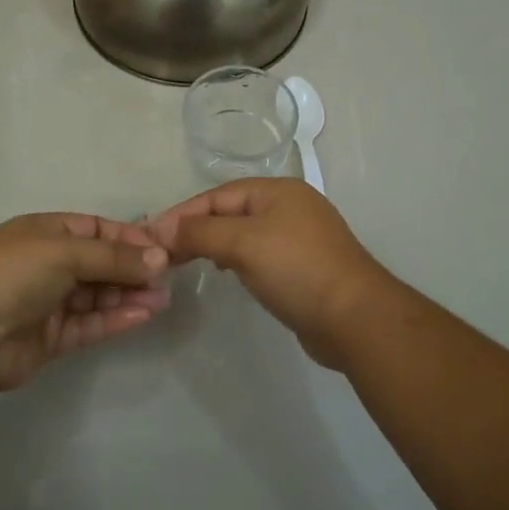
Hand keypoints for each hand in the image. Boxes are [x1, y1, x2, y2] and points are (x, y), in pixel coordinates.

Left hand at [0, 213, 170, 390]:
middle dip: (133, 269)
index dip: (129, 237)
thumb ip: (114, 257)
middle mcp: (48, 263)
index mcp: (46, 232)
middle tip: (168, 279)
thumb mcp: (66, 251)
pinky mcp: (50, 338)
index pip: (97, 229)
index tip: (163, 249)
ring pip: (98, 295)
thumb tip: (159, 258)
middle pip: (100, 263)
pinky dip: (115, 319)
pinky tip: (142, 316)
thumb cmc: (14, 273)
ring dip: (129, 295)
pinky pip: (89, 324)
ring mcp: (49, 302)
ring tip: (162, 299)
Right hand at [146, 179, 394, 368]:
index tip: (152, 235)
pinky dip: (237, 259)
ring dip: (215, 244)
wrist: (356, 318)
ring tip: (187, 260)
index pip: (218, 195)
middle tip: (164, 252)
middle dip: (197, 229)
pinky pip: (260, 254)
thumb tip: (163, 229)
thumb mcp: (243, 244)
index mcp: (277, 190)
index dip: (183, 213)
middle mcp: (289, 206)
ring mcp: (300, 237)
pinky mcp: (304, 267)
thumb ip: (200, 233)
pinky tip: (226, 272)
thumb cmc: (297, 269)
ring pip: (245, 233)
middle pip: (231, 211)